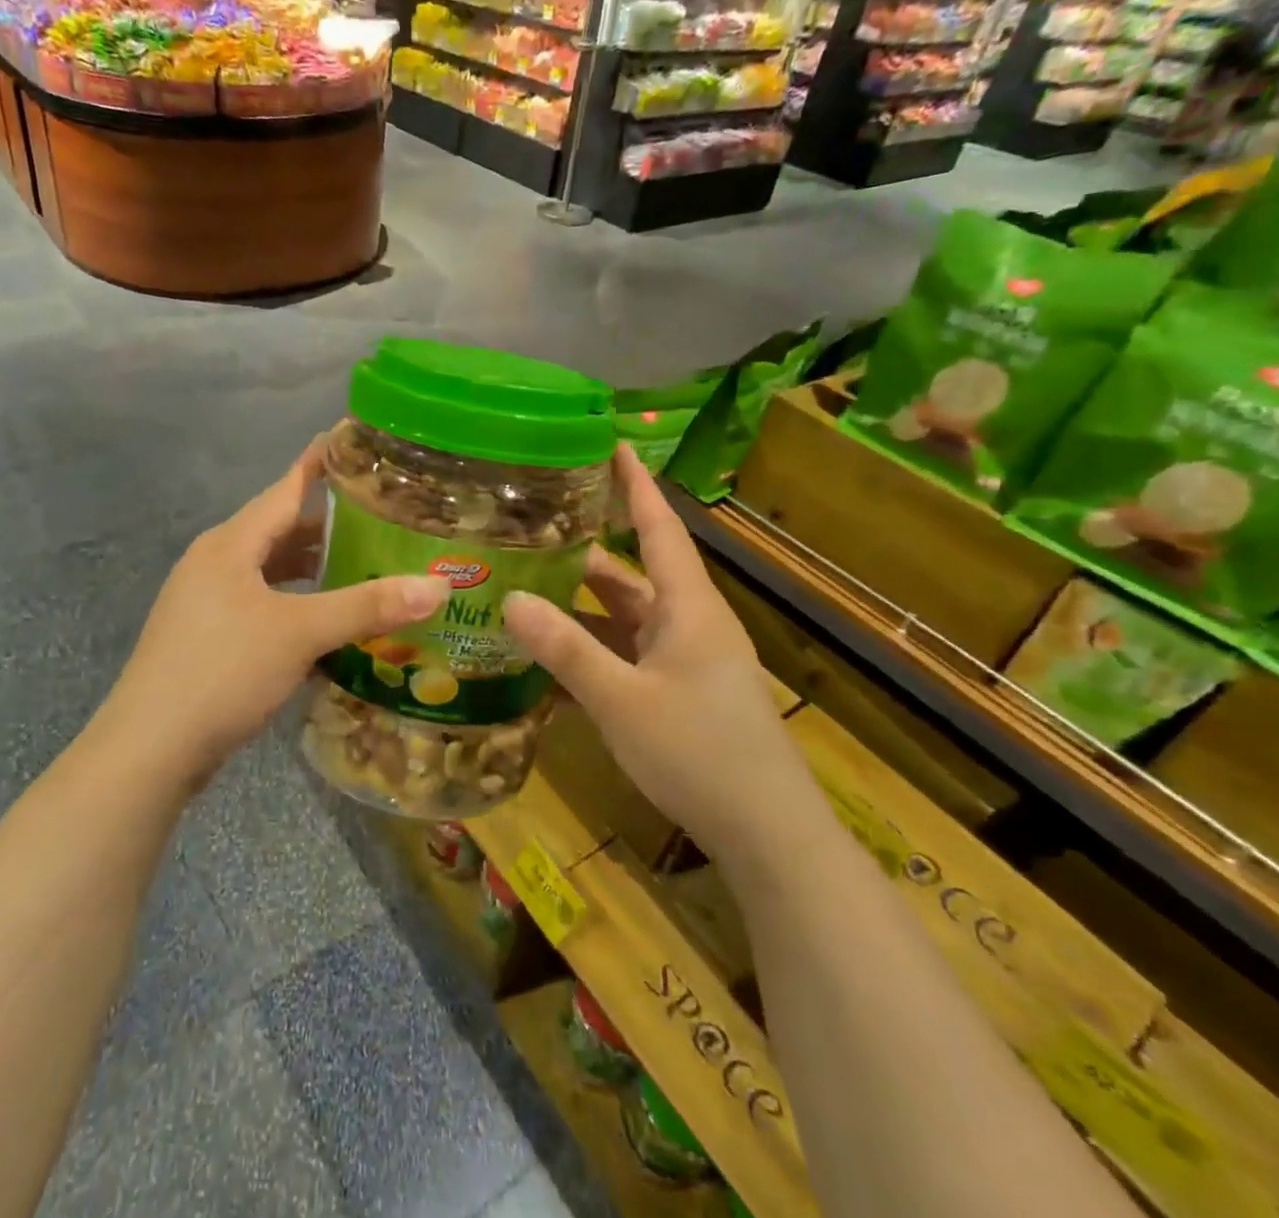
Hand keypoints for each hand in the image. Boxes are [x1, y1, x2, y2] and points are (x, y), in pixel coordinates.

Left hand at [109, 438, 448, 779]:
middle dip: (328, 524)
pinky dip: (294, 603)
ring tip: (362, 567)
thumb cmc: (223, 672)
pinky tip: (323, 622)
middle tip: (382, 518)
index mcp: (231, 544)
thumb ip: (368, 606)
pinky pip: (260, 603)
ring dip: (312, 568)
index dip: (320, 463)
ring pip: (269, 571)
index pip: (286, 487)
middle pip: (279, 530)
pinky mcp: (206, 637)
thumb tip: (439, 586)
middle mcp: (215, 562)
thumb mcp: (300, 633)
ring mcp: (205, 601)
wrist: (149, 750)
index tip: (354, 440)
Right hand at [502, 445, 802, 836]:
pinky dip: (593, 646)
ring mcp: (686, 659)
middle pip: (632, 571)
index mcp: (687, 606)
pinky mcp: (680, 692)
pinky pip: (628, 653)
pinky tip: (552, 652)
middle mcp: (688, 622)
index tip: (611, 443)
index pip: (658, 527)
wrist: (768, 834)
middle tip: (534, 523)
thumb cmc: (698, 751)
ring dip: (583, 602)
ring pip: (626, 615)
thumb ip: (565, 649)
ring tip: (528, 582)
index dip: (635, 484)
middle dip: (586, 547)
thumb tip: (511, 598)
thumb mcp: (621, 699)